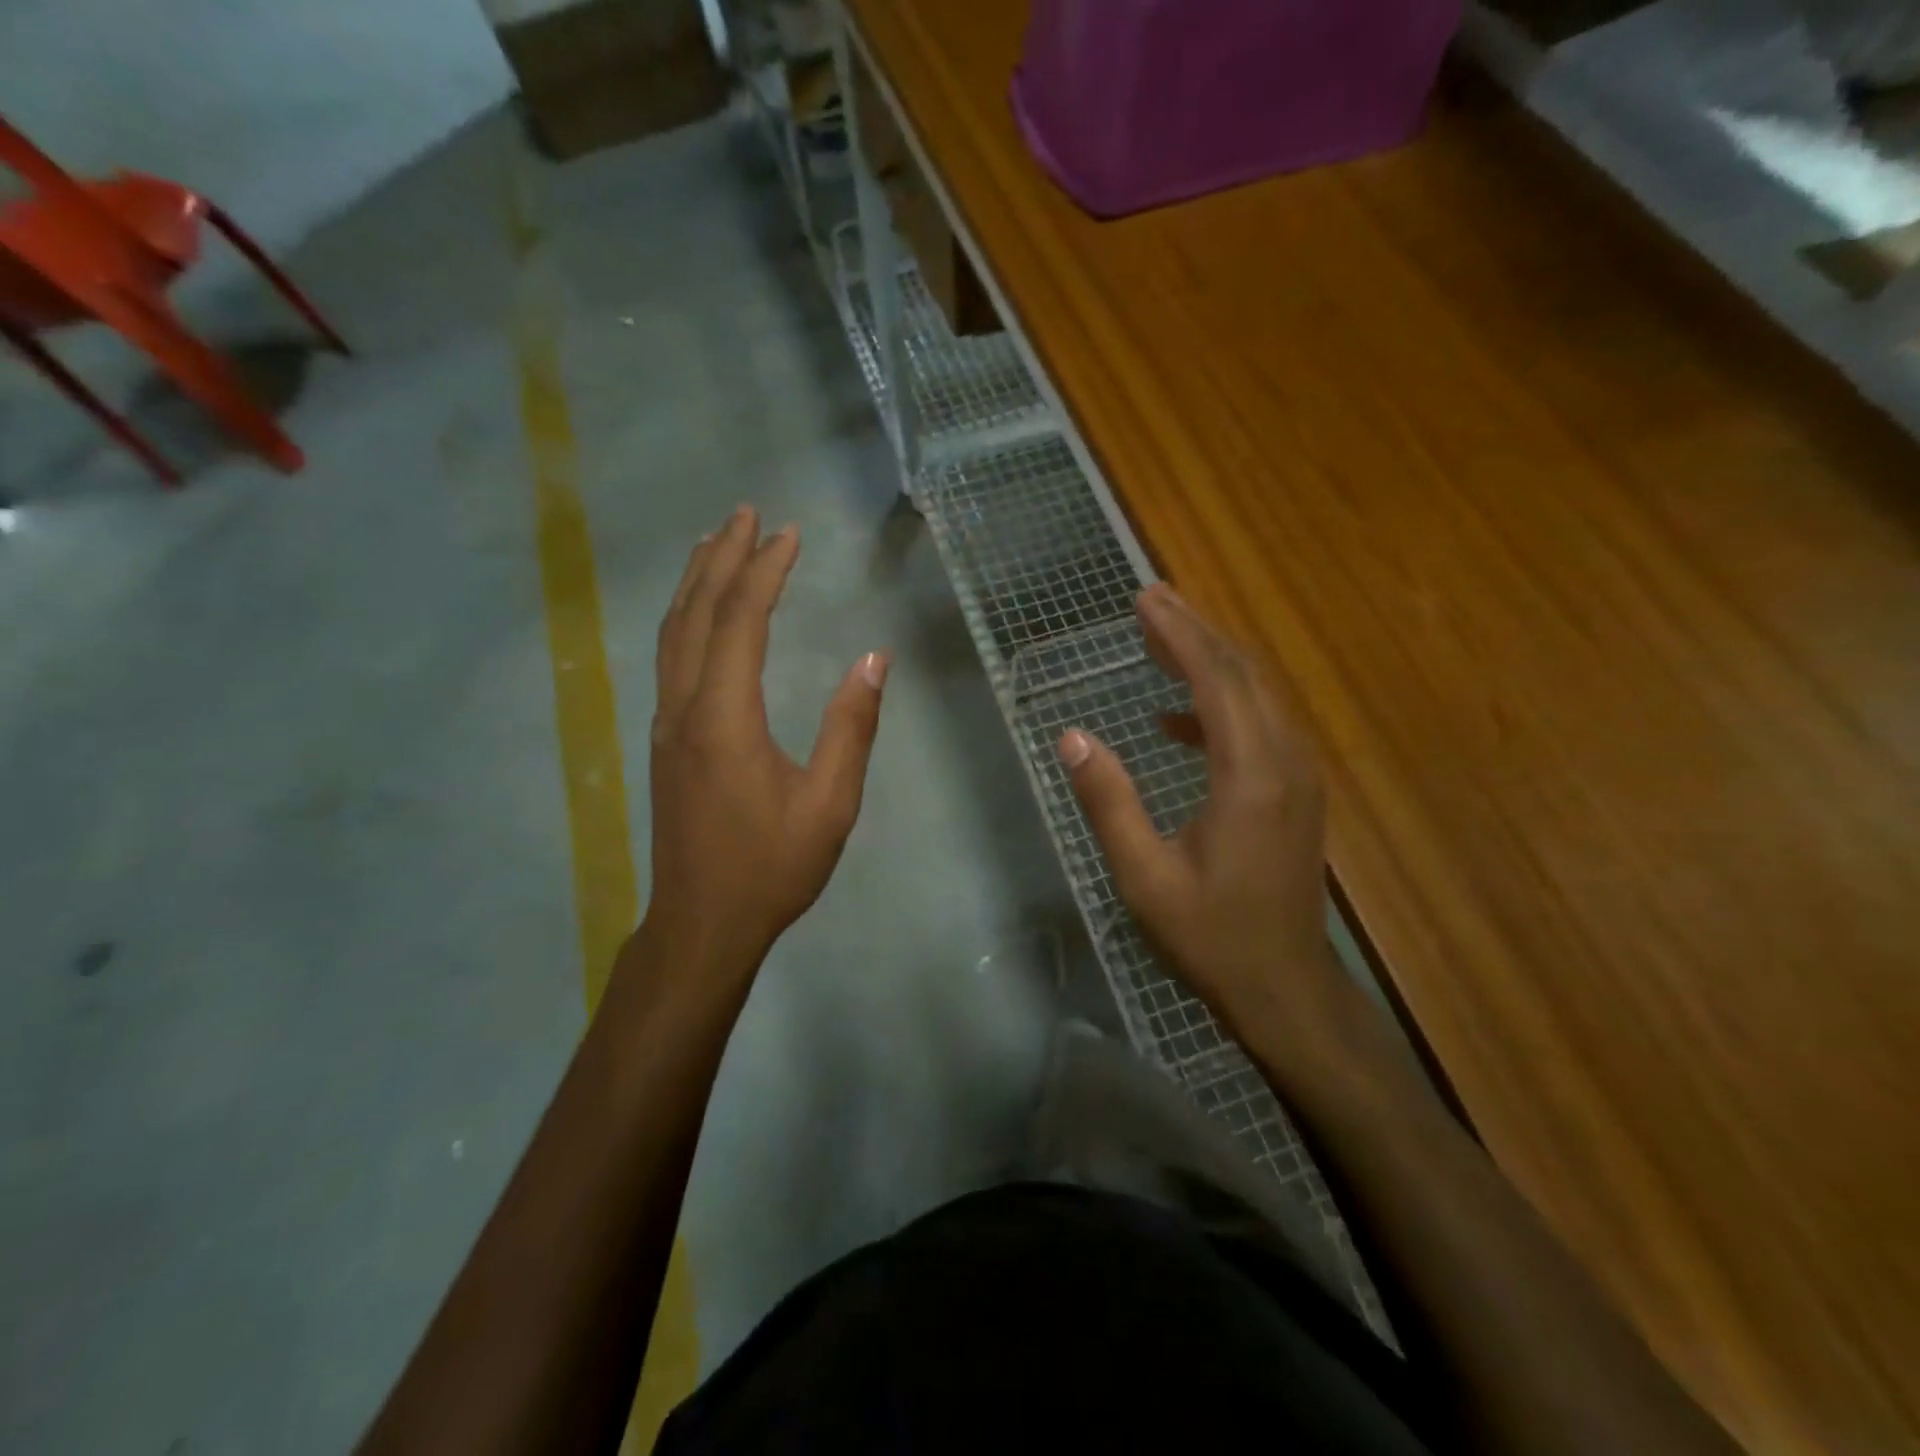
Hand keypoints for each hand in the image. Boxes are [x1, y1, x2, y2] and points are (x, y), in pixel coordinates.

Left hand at [639, 506, 887, 984]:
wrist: (701, 924)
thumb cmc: (770, 868)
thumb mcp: (829, 805)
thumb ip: (850, 729)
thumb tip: (874, 660)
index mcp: (724, 719)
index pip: (740, 623)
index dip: (763, 572)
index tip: (788, 534)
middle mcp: (685, 709)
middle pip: (696, 614)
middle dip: (721, 557)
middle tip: (745, 513)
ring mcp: (667, 725)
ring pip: (674, 634)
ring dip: (695, 582)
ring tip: (714, 542)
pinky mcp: (666, 741)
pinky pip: (671, 659)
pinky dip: (686, 619)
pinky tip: (698, 613)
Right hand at [1060, 584, 1361, 1067]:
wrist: (1283, 986)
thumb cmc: (1210, 934)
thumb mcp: (1144, 875)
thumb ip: (1109, 802)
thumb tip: (1072, 738)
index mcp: (1250, 777)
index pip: (1216, 682)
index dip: (1179, 635)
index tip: (1144, 600)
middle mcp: (1285, 762)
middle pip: (1244, 674)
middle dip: (1196, 632)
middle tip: (1151, 600)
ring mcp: (1298, 776)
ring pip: (1257, 695)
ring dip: (1210, 662)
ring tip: (1158, 641)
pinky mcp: (1296, 792)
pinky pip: (1260, 726)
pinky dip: (1218, 707)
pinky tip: (1175, 720)